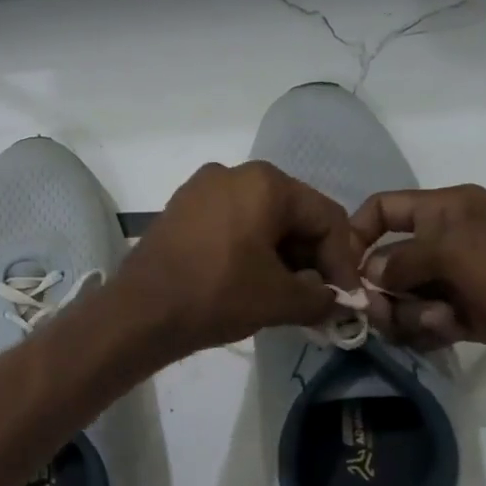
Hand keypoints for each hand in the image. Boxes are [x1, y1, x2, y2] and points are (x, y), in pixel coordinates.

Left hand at [113, 162, 360, 360]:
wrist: (140, 312)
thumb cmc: (217, 295)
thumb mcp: (280, 300)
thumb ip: (320, 297)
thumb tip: (334, 301)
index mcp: (265, 182)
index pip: (325, 217)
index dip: (342, 260)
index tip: (345, 297)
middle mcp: (232, 173)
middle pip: (291, 214)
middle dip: (309, 257)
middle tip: (314, 296)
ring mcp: (199, 190)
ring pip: (259, 220)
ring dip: (279, 256)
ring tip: (284, 295)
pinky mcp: (178, 211)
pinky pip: (228, 225)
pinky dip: (247, 250)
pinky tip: (249, 283)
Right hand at [349, 184, 485, 378]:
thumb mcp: (454, 251)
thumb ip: (402, 260)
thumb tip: (370, 276)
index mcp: (445, 210)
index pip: (384, 209)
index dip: (357, 233)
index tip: (340, 268)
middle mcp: (448, 242)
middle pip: (389, 259)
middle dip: (378, 287)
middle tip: (380, 313)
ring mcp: (461, 280)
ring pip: (407, 296)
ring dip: (406, 313)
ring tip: (432, 325)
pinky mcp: (474, 315)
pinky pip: (430, 321)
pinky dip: (426, 330)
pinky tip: (441, 336)